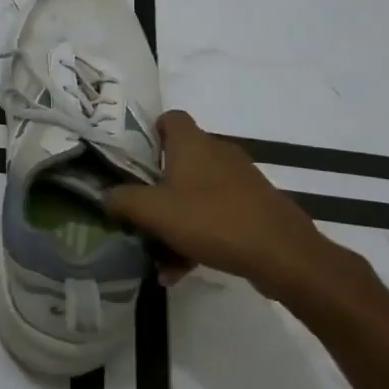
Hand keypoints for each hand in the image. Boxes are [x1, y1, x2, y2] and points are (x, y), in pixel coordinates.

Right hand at [106, 111, 382, 312]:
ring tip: (158, 255)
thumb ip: (123, 200)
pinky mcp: (256, 207)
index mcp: (193, 143)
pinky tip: (182, 270)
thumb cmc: (211, 220)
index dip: (148, 133)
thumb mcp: (154, 211)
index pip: (169, 119)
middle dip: (157, 187)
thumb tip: (106, 196)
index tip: (133, 159)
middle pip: (180, 161)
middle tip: (139, 211)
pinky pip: (216, 216)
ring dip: (176, 220)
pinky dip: (198, 236)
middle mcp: (218, 153)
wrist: (282, 254)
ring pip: (197, 193)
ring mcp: (241, 181)